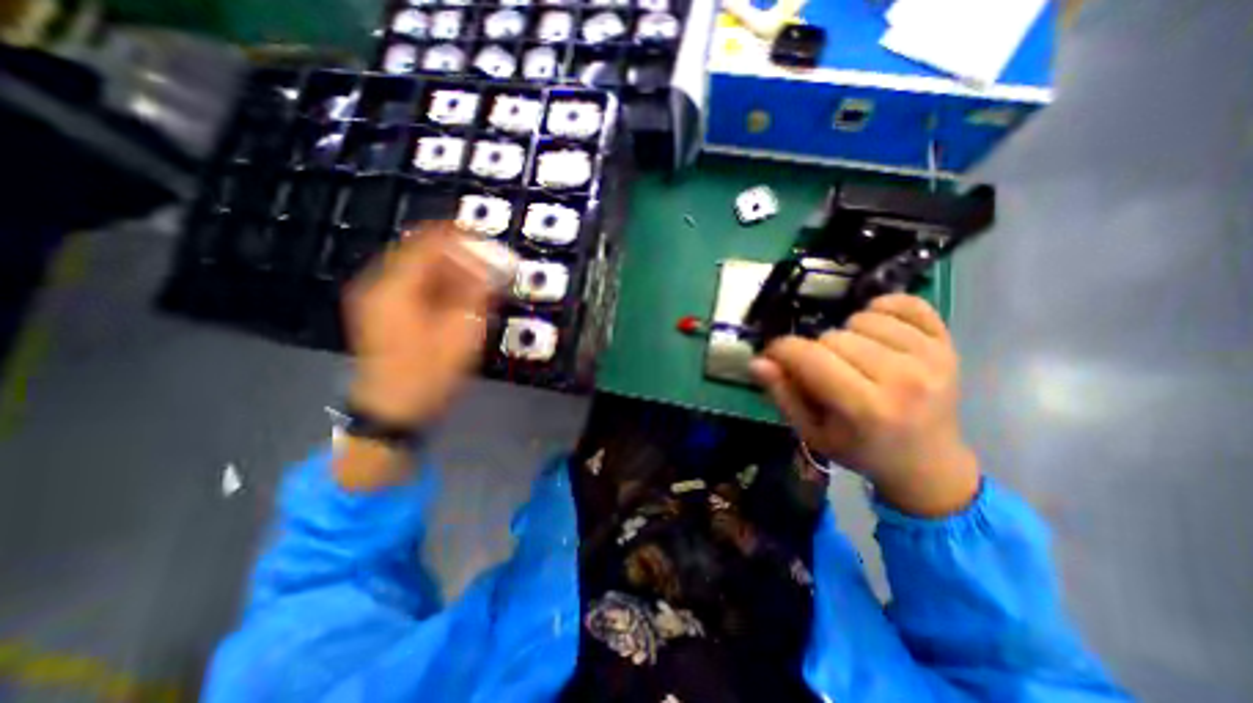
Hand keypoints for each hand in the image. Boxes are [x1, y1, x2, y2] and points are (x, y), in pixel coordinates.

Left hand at [344, 222, 497, 430]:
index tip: (490, 243)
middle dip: (461, 255)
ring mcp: (380, 300)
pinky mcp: (386, 313)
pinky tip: (462, 298)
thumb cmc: (429, 373)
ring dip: (453, 271)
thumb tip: (495, 265)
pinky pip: (417, 286)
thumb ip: (478, 294)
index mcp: (396, 286)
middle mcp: (381, 285)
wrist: (394, 411)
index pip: (428, 242)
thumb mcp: (461, 333)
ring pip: (421, 269)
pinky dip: (442, 286)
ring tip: (482, 282)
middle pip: (423, 253)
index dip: (461, 237)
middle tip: (491, 266)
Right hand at [753, 290, 979, 516]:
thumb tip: (758, 360)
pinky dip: (882, 310)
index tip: (775, 356)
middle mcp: (902, 379)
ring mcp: (931, 358)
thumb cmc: (860, 449)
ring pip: (863, 317)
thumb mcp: (810, 432)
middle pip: (833, 336)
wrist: (927, 463)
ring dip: (847, 333)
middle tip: (822, 370)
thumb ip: (782, 395)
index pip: (809, 357)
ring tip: (851, 357)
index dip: (781, 350)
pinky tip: (875, 331)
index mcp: (865, 408)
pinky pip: (905, 303)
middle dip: (815, 349)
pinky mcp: (948, 344)